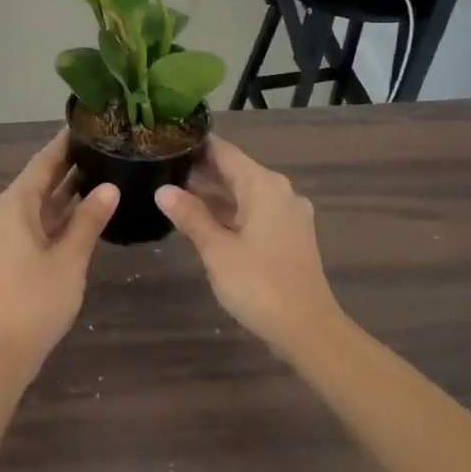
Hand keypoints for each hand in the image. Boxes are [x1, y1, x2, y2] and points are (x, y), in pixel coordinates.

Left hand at [0, 131, 118, 379]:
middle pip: (37, 182)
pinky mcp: (4, 256)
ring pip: (36, 205)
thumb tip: (110, 187)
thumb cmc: (36, 300)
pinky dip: (55, 216)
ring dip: (63, 193)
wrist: (1, 352)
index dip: (64, 144)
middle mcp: (1, 213)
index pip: (42, 163)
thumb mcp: (70, 257)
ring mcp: (0, 236)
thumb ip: (90, 220)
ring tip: (99, 174)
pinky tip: (81, 213)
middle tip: (101, 147)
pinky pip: (32, 224)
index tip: (86, 125)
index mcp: (12, 205)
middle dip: (67, 166)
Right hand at [155, 136, 344, 358]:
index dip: (196, 146)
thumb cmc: (259, 284)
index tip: (167, 141)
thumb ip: (190, 216)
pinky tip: (204, 221)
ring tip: (175, 193)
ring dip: (214, 194)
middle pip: (235, 171)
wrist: (308, 330)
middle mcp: (279, 192)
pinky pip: (255, 212)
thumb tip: (163, 190)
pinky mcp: (289, 236)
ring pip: (244, 193)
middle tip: (163, 168)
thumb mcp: (217, 249)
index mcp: (263, 186)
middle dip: (201, 171)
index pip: (224, 152)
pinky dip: (230, 212)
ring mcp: (288, 215)